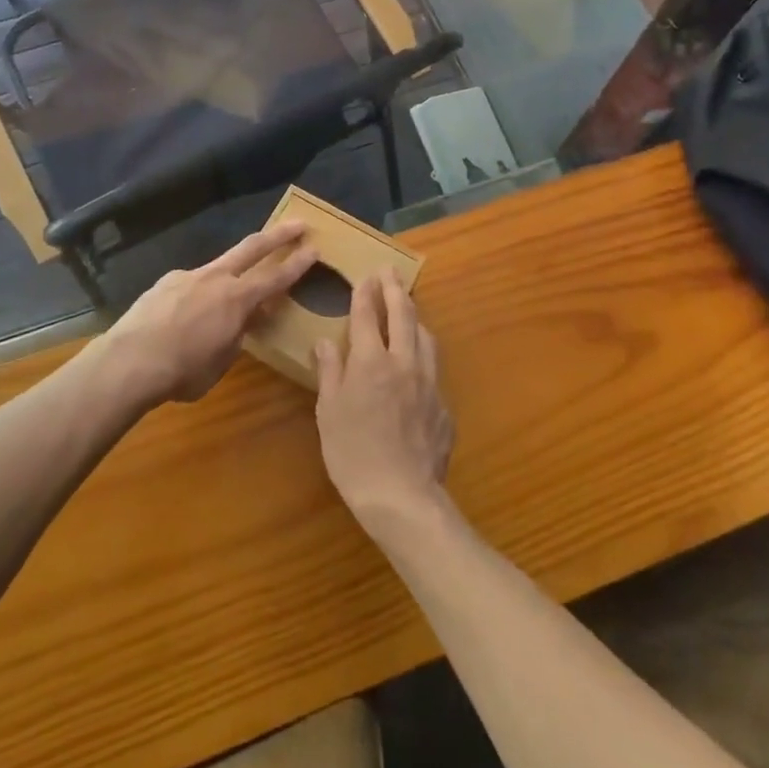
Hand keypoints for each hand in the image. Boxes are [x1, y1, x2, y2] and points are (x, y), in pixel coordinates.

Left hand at [98, 223, 315, 404]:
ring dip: (231, 272)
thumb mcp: (221, 361)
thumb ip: (237, 336)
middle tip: (299, 223)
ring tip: (224, 300)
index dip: (298, 264)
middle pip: (253, 248)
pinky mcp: (164, 282)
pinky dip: (197, 295)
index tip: (315, 248)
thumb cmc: (183, 371)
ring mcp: (188, 275)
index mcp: (237, 299)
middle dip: (279, 234)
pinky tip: (184, 316)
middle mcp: (216, 278)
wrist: (129, 362)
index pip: (277, 277)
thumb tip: (245, 321)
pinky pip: (190, 284)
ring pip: (219, 266)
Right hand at [315, 270, 454, 538]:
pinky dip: (424, 356)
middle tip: (390, 271)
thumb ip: (330, 372)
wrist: (402, 496)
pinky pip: (434, 370)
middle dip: (395, 289)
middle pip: (403, 315)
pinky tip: (419, 365)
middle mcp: (404, 362)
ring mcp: (429, 383)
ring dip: (416, 318)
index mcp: (371, 361)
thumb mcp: (329, 412)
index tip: (365, 276)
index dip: (365, 293)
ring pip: (426, 338)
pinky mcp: (444, 406)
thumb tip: (324, 341)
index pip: (368, 315)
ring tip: (409, 309)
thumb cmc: (353, 454)